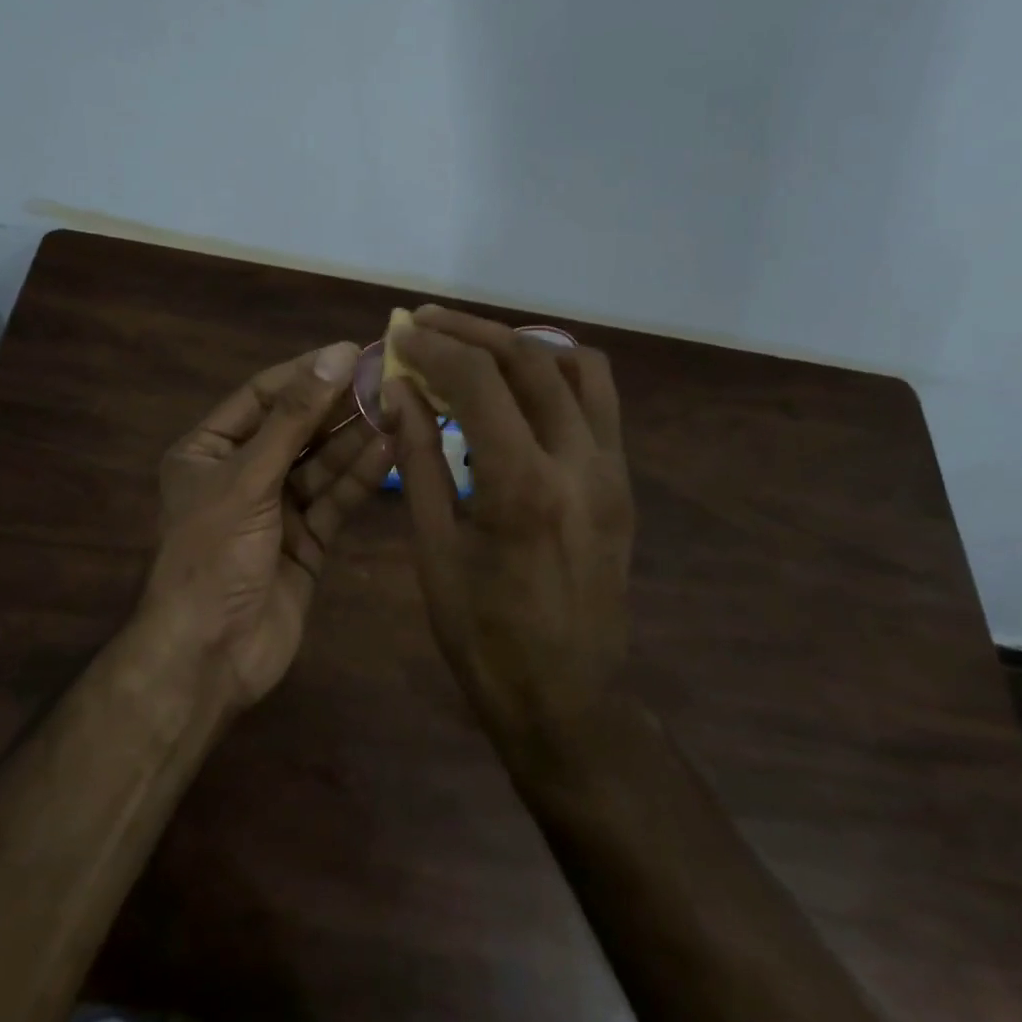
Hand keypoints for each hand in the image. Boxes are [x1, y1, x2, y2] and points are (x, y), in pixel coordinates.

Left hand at [146, 342, 395, 708]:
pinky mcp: (307, 542)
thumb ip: (293, 419)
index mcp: (208, 451)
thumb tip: (334, 357)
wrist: (210, 654)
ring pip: (322, 465)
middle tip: (387, 378)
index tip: (350, 352)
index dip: (305, 374)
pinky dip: (361, 477)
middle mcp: (242, 475)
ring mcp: (276, 510)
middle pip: (297, 429)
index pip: (261, 396)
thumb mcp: (247, 478)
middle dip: (338, 406)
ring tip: (399, 407)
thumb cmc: (213, 554)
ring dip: (356, 439)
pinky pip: (335, 500)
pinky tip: (391, 449)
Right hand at [384, 307, 634, 754]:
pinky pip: (598, 403)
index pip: (480, 381)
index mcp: (521, 485)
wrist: (567, 698)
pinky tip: (519, 388)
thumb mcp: (434, 549)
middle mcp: (577, 463)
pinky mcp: (622, 483)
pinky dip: (557, 375)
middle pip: (530, 360)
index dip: (435, 347)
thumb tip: (400, 392)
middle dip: (472, 331)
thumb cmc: (483, 636)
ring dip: (522, 345)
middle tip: (427, 323)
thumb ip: (419, 460)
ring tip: (475, 348)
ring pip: (579, 368)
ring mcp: (611, 471)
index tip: (401, 333)